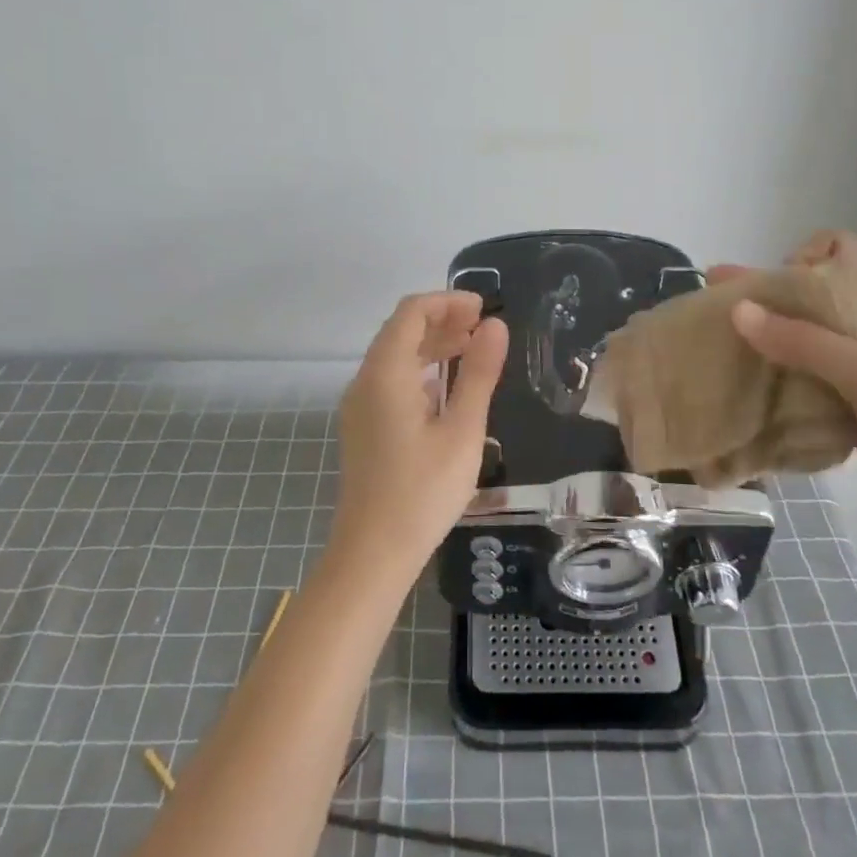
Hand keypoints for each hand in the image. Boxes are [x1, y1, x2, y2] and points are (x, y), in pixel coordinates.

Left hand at [329, 292, 508, 578]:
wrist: (372, 554)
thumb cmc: (423, 491)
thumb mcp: (462, 430)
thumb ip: (478, 373)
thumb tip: (495, 326)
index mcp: (385, 373)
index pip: (412, 312)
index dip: (448, 301)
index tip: (484, 309)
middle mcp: (365, 381)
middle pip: (401, 330)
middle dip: (442, 320)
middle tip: (485, 328)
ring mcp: (360, 405)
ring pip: (395, 356)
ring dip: (432, 345)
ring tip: (473, 349)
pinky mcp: (363, 427)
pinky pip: (390, 380)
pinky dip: (420, 370)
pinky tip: (446, 387)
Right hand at [715, 241, 856, 541]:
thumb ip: (806, 344)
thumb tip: (738, 310)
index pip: (841, 254)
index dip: (802, 262)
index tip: (774, 293)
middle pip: (818, 297)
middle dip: (768, 302)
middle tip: (713, 309)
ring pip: (811, 341)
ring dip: (770, 345)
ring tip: (717, 349)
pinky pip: (814, 380)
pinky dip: (783, 381)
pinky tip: (744, 386)